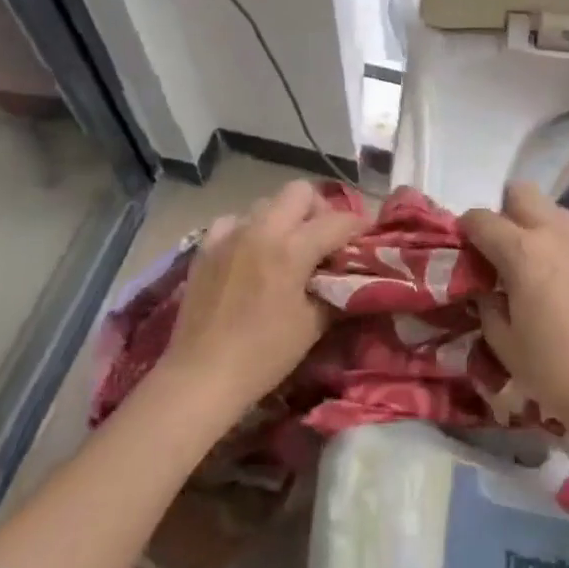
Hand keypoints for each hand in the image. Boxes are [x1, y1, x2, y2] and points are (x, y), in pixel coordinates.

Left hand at [160, 180, 366, 423]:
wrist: (201, 376)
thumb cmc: (264, 354)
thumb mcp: (313, 324)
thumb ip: (335, 290)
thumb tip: (349, 276)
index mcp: (292, 249)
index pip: (338, 221)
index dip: (359, 226)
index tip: (367, 237)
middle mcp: (261, 230)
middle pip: (300, 191)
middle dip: (319, 209)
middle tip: (324, 238)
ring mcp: (230, 235)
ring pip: (267, 203)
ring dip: (284, 218)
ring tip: (287, 247)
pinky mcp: (205, 247)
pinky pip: (234, 221)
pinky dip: (248, 229)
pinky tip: (251, 254)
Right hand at [461, 182, 568, 443]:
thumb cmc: (554, 371)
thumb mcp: (504, 343)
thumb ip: (487, 304)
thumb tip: (486, 287)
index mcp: (522, 251)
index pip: (481, 219)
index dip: (466, 230)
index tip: (464, 250)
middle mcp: (556, 234)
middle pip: (522, 192)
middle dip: (504, 212)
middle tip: (500, 249)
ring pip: (554, 210)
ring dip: (536, 225)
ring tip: (534, 263)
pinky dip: (563, 244)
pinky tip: (565, 279)